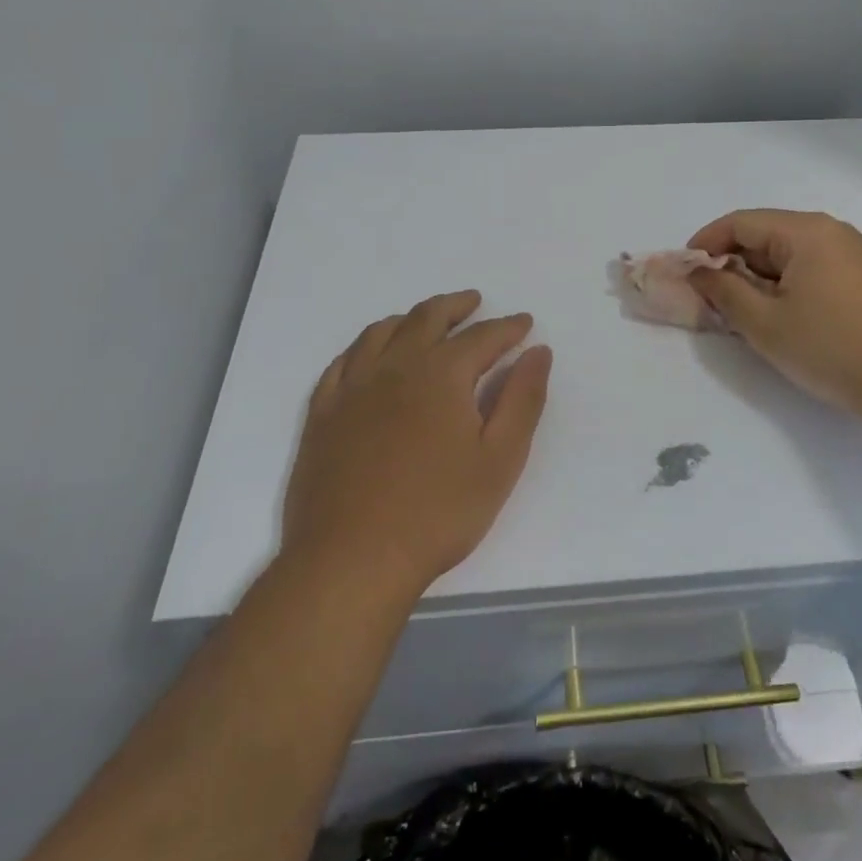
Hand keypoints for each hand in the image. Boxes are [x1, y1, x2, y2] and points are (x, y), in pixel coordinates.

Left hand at [281, 291, 551, 601]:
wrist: (352, 558)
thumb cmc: (439, 511)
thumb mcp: (500, 459)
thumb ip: (523, 399)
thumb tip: (538, 351)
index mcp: (442, 374)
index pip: (483, 336)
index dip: (508, 327)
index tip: (524, 323)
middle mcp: (395, 366)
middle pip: (427, 318)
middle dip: (456, 306)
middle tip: (474, 302)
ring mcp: (352, 387)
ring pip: (381, 332)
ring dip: (410, 318)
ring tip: (426, 320)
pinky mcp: (323, 413)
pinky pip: (343, 361)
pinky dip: (364, 345)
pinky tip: (371, 353)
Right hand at [686, 209, 861, 419]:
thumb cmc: (831, 348)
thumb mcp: (764, 323)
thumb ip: (723, 292)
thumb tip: (699, 272)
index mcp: (808, 232)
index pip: (742, 222)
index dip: (707, 243)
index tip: (686, 271)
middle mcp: (836, 231)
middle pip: (770, 234)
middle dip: (735, 262)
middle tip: (712, 296)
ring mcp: (861, 253)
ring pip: (795, 253)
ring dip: (764, 275)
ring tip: (748, 310)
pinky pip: (820, 267)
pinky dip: (793, 282)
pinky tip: (788, 314)